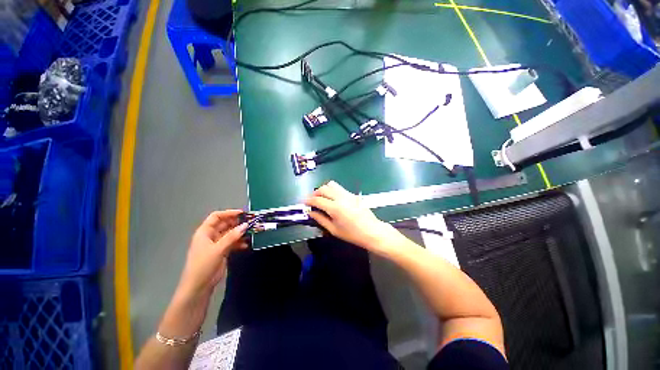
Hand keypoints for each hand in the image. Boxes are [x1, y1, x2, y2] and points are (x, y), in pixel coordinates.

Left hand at [177, 210, 247, 297]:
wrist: (198, 286)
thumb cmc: (203, 265)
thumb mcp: (218, 249)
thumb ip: (232, 236)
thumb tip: (246, 225)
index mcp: (205, 232)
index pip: (216, 217)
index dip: (229, 213)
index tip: (243, 213)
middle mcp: (211, 236)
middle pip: (225, 224)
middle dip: (237, 223)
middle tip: (251, 222)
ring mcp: (217, 244)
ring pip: (230, 233)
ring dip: (240, 233)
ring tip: (251, 232)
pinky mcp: (222, 251)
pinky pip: (232, 243)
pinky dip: (239, 242)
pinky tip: (246, 245)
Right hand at [304, 181, 402, 253]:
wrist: (372, 231)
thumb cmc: (352, 234)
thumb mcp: (334, 230)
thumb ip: (320, 219)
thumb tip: (311, 213)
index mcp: (335, 208)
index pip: (317, 199)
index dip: (308, 200)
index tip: (304, 203)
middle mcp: (341, 197)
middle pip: (324, 188)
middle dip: (315, 193)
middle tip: (312, 201)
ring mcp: (348, 194)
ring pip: (332, 185)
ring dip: (324, 189)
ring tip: (322, 198)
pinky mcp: (353, 194)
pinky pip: (339, 188)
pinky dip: (332, 191)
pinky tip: (333, 200)